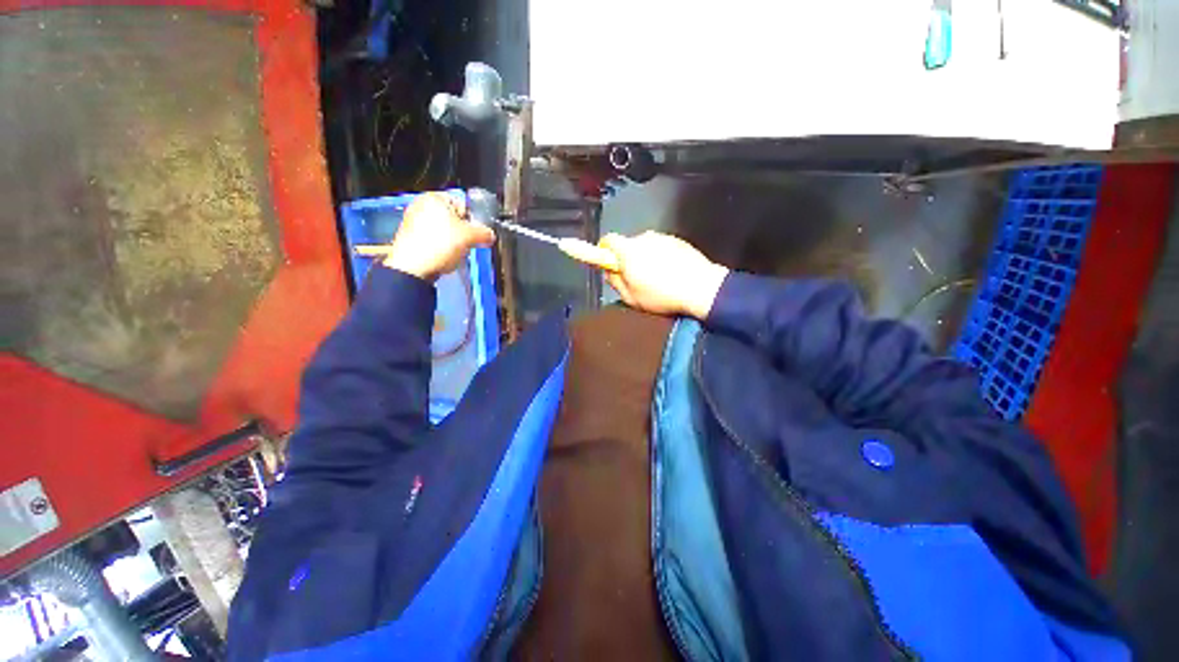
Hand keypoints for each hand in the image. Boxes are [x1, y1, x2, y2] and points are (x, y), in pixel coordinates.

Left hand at [381, 193, 495, 279]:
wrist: (413, 268)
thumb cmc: (440, 244)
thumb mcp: (469, 237)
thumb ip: (484, 233)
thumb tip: (490, 235)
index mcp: (434, 197)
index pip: (463, 204)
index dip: (474, 219)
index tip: (477, 233)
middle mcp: (420, 205)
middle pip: (453, 218)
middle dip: (463, 232)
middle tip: (467, 244)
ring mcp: (413, 222)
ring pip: (444, 231)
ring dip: (453, 242)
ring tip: (455, 253)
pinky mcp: (410, 238)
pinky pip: (433, 240)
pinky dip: (441, 248)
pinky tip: (444, 257)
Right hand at [599, 231, 728, 318]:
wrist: (701, 288)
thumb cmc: (662, 295)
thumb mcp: (631, 297)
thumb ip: (615, 281)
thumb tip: (610, 271)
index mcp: (628, 250)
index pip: (608, 240)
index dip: (604, 251)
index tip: (608, 263)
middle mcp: (644, 238)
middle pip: (627, 245)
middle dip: (627, 259)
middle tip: (635, 279)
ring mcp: (663, 237)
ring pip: (645, 247)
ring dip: (645, 259)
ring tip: (657, 279)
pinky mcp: (678, 240)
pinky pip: (661, 248)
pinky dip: (661, 258)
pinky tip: (670, 274)